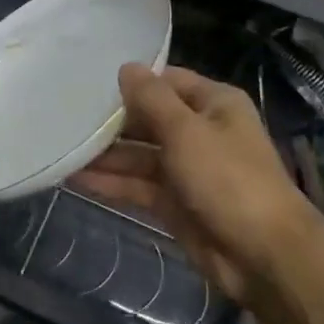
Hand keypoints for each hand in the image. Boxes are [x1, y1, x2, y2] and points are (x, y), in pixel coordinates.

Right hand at [72, 65, 323, 305]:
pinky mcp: (175, 204)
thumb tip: (126, 67)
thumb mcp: (187, 131)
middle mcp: (200, 132)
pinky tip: (74, 179)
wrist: (263, 255)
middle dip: (111, 121)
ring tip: (61, 148)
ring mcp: (186, 170)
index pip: (167, 82)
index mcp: (214, 105)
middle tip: (64, 115)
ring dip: (105, 155)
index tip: (89, 81)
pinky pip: (137, 187)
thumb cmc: (228, 179)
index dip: (132, 82)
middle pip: (148, 120)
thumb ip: (152, 100)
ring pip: (139, 156)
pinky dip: (110, 183)